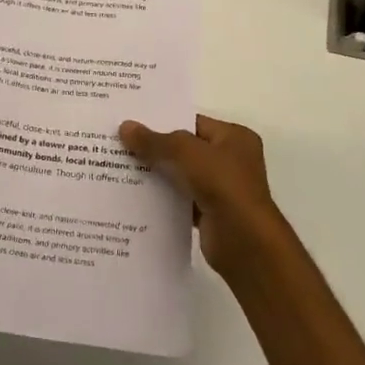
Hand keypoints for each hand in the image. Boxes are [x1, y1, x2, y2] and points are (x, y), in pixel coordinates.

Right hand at [119, 115, 288, 279]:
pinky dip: (162, 199)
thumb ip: (154, 141)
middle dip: (155, 148)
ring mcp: (221, 189)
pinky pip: (180, 200)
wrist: (245, 242)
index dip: (163, 122)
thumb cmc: (223, 185)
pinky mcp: (210, 213)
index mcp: (234, 138)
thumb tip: (125, 127)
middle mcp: (231, 160)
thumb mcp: (186, 153)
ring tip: (120, 168)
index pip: (193, 123)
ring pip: (181, 175)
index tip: (131, 122)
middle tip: (119, 144)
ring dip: (156, 174)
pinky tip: (134, 195)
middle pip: (185, 149)